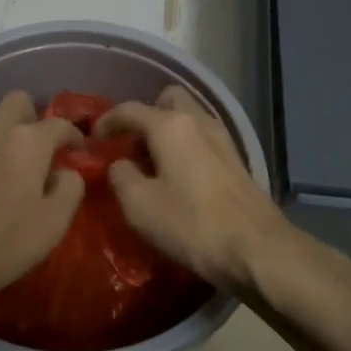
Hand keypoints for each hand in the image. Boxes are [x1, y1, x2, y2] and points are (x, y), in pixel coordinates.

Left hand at [0, 91, 83, 309]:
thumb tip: (67, 172)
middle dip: (35, 119)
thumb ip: (70, 190)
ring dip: (9, 137)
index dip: (75, 136)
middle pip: (19, 103)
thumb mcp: (51, 225)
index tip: (80, 154)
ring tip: (16, 172)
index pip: (59, 124)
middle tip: (44, 151)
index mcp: (27, 141)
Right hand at [97, 86, 289, 290]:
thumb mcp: (139, 206)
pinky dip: (185, 148)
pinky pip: (202, 139)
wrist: (258, 250)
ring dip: (167, 133)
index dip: (106, 122)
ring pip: (188, 119)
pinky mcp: (236, 161)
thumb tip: (120, 165)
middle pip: (167, 100)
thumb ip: (120, 176)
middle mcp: (198, 121)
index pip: (129, 109)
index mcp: (170, 126)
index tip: (93, 141)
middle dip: (145, 116)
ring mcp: (222, 140)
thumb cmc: (192, 224)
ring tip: (152, 166)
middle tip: (131, 147)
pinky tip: (178, 179)